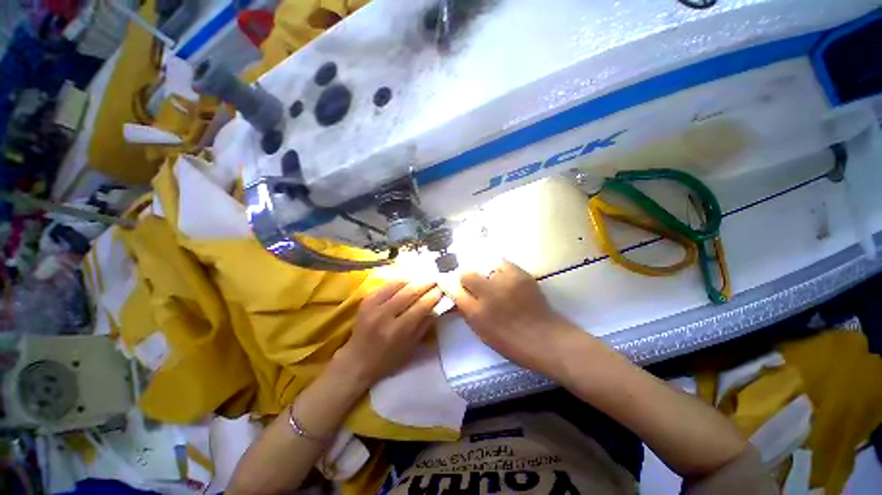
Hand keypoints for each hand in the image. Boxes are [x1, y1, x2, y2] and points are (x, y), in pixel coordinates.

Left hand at [333, 281, 442, 389]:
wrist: (356, 361)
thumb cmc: (387, 360)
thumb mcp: (410, 347)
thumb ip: (424, 325)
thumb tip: (437, 306)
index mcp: (397, 331)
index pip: (420, 306)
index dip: (433, 296)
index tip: (442, 289)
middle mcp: (384, 316)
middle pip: (410, 292)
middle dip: (426, 283)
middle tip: (436, 279)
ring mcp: (373, 306)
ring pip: (398, 285)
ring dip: (414, 279)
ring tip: (424, 277)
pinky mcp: (366, 300)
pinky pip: (386, 285)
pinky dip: (400, 281)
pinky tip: (408, 280)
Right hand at [450, 260, 579, 373]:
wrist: (545, 338)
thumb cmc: (511, 342)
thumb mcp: (482, 332)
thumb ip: (467, 311)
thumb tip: (457, 295)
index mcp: (477, 313)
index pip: (454, 291)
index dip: (451, 286)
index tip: (452, 285)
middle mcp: (488, 294)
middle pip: (466, 274)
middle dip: (466, 279)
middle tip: (474, 286)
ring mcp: (505, 281)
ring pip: (484, 267)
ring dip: (484, 275)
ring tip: (493, 283)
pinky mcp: (520, 273)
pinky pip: (501, 263)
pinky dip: (499, 270)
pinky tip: (504, 279)